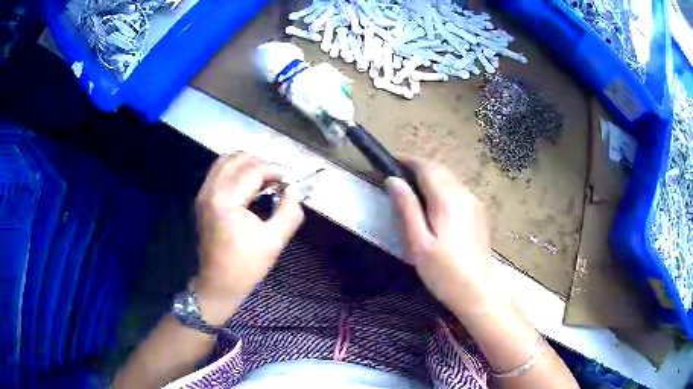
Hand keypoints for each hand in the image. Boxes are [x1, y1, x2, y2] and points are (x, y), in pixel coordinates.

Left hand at [193, 153, 303, 323]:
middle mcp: (210, 191)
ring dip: (248, 166)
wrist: (218, 283)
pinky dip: (236, 172)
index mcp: (226, 201)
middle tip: (277, 182)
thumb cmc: (245, 266)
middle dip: (262, 164)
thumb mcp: (274, 242)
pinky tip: (248, 188)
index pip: (254, 170)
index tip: (289, 183)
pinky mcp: (202, 198)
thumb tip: (294, 190)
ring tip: (263, 182)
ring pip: (226, 161)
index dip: (275, 171)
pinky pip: (219, 172)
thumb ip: (289, 212)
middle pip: (238, 158)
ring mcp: (203, 193)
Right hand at [386, 159, 501, 321]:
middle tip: (399, 175)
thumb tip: (393, 181)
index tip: (392, 161)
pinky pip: (457, 190)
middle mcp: (464, 194)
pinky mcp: (479, 213)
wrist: (477, 291)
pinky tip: (434, 204)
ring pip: (450, 179)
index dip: (408, 160)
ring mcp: (475, 203)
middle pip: (440, 170)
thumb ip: (407, 208)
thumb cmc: (444, 272)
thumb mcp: (418, 243)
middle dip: (419, 167)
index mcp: (448, 199)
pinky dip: (442, 188)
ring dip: (431, 177)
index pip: (427, 167)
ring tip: (413, 188)